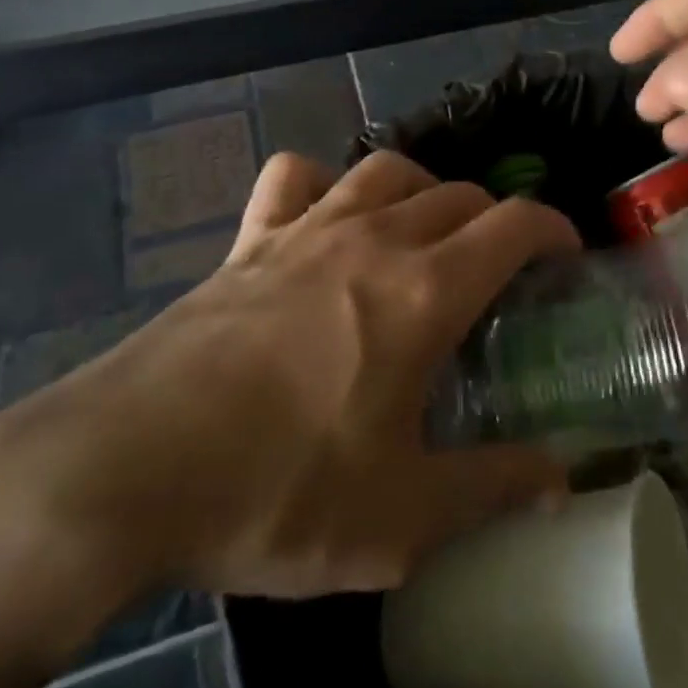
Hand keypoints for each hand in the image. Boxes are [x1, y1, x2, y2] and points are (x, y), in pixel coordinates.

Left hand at [0, 150, 578, 599]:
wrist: (121, 471)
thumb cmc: (275, 491)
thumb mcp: (401, 518)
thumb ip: (491, 489)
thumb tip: (558, 479)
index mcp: (424, 292)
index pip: (513, 224)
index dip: (553, 228)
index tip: (566, 254)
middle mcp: (373, 240)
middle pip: (458, 192)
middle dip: (495, 218)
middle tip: (499, 269)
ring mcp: (306, 231)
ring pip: (386, 169)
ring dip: (423, 189)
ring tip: (426, 231)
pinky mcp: (249, 243)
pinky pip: (295, 179)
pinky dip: (323, 183)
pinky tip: (325, 216)